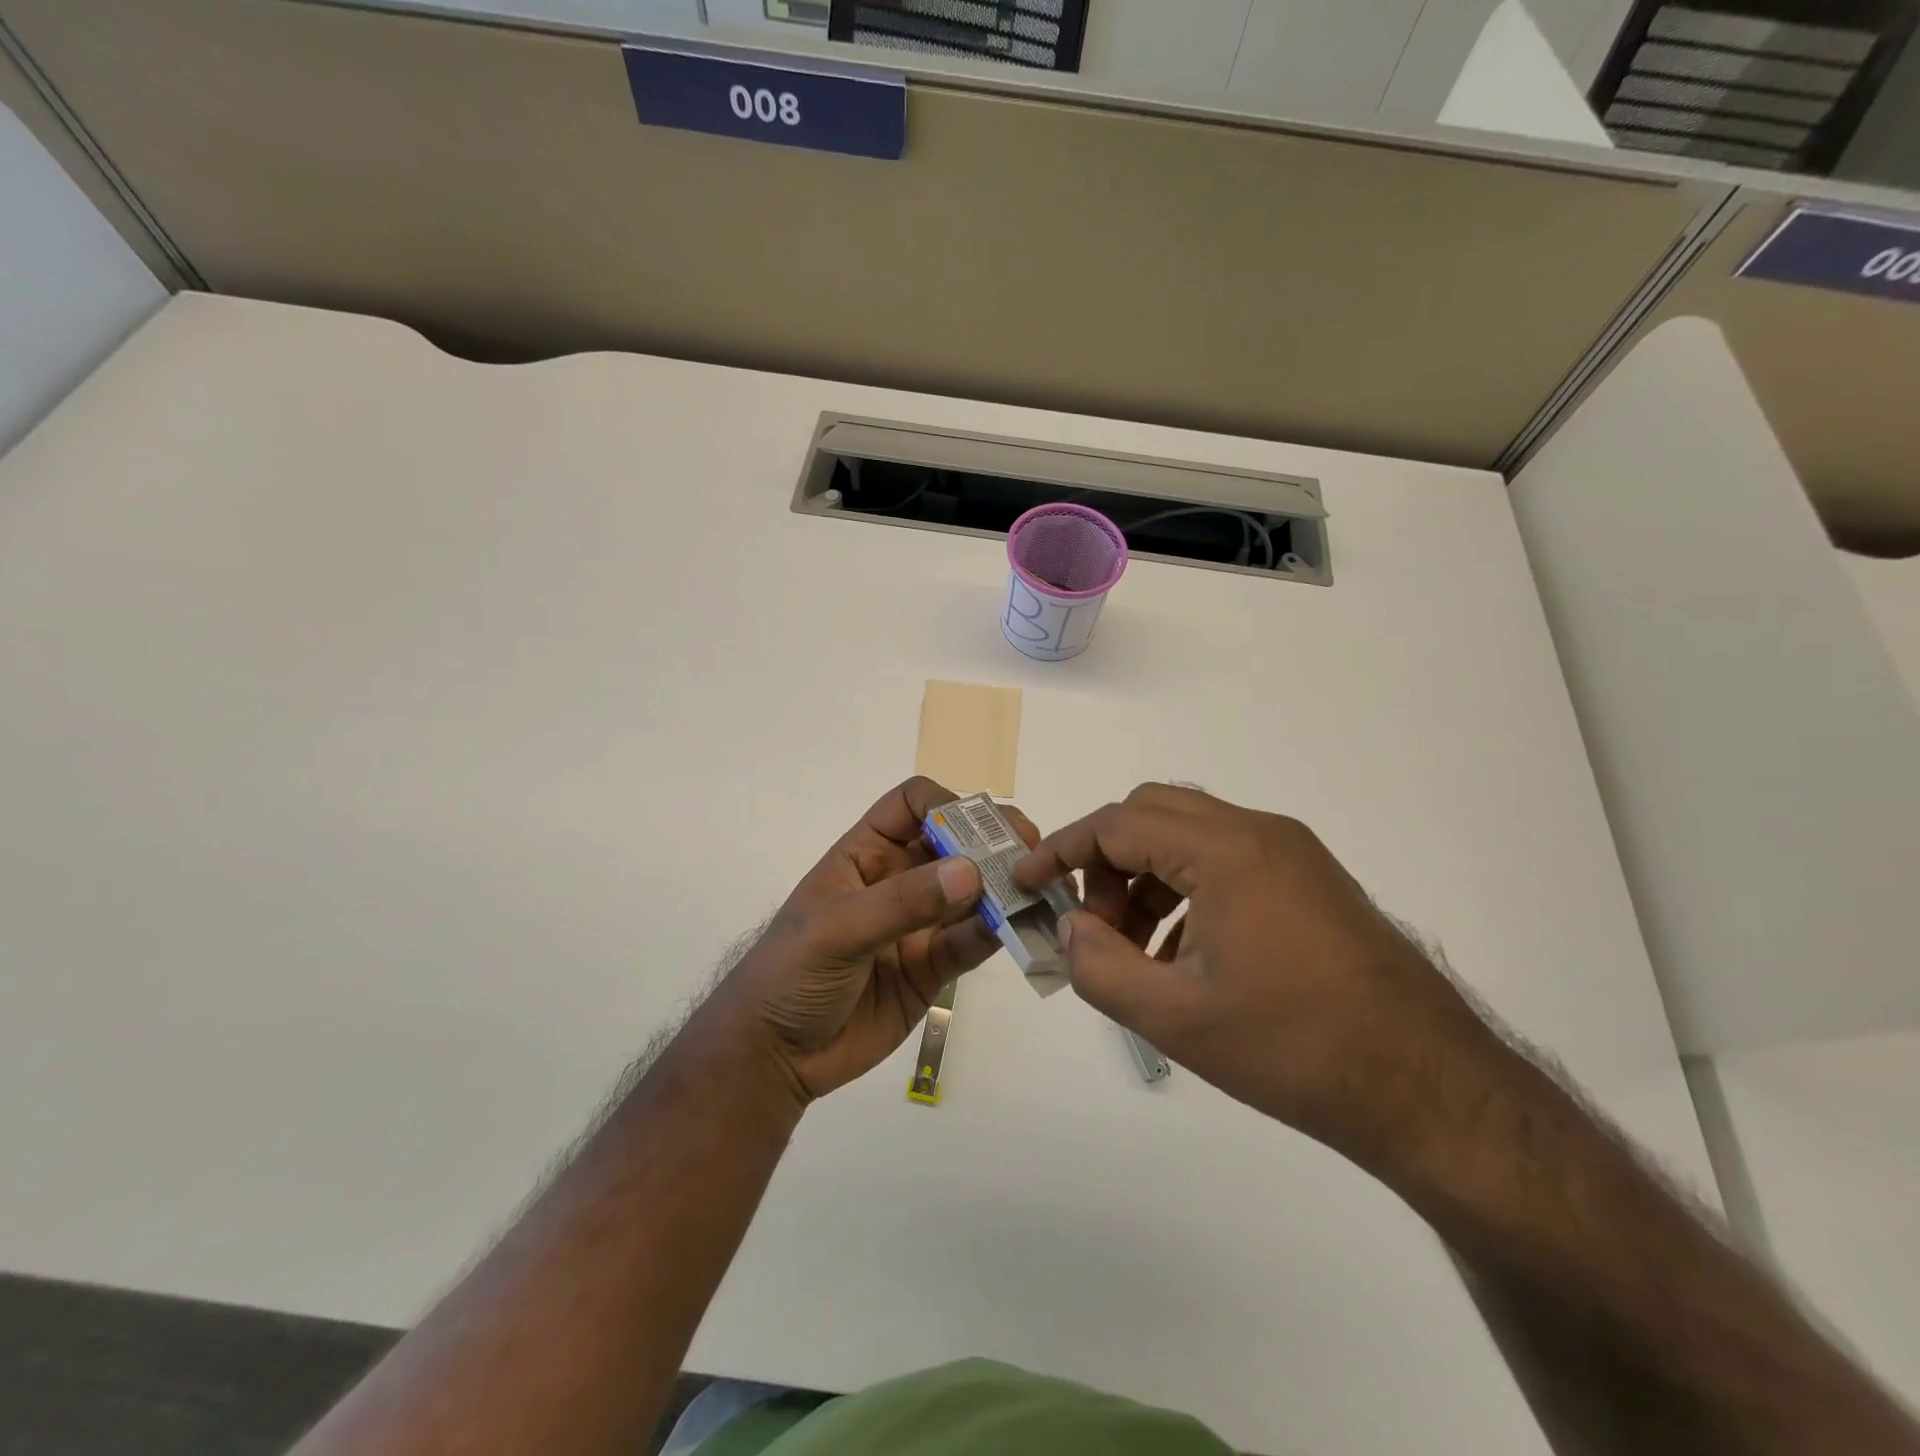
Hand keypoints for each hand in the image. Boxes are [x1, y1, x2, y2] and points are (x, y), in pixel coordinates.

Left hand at [703, 778, 1036, 1105]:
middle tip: (1030, 851)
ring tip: (1040, 889)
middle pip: (954, 843)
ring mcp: (919, 923)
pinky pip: (973, 941)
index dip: (946, 805)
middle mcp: (898, 879)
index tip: (977, 828)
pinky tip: (1022, 929)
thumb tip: (971, 871)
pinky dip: (999, 932)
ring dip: (1004, 888)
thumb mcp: (836, 930)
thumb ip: (902, 902)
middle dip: (991, 841)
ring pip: (972, 892)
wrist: (774, 1056)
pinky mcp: (934, 966)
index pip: (912, 805)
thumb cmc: (789, 974)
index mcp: (866, 852)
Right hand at [1015, 784, 1504, 1170]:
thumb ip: (1100, 967)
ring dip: (1146, 876)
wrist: (1430, 1089)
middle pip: (1153, 813)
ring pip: (1189, 835)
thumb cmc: (1294, 1050)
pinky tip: (1184, 956)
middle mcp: (1260, 833)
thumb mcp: (1176, 1019)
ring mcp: (1291, 853)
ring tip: (1137, 951)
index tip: (1025, 883)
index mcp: (1226, 852)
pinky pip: (1225, 860)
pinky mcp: (1310, 879)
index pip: (1118, 824)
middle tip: (1092, 924)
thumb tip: (1070, 930)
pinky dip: (1185, 889)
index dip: (1062, 850)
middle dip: (1106, 861)